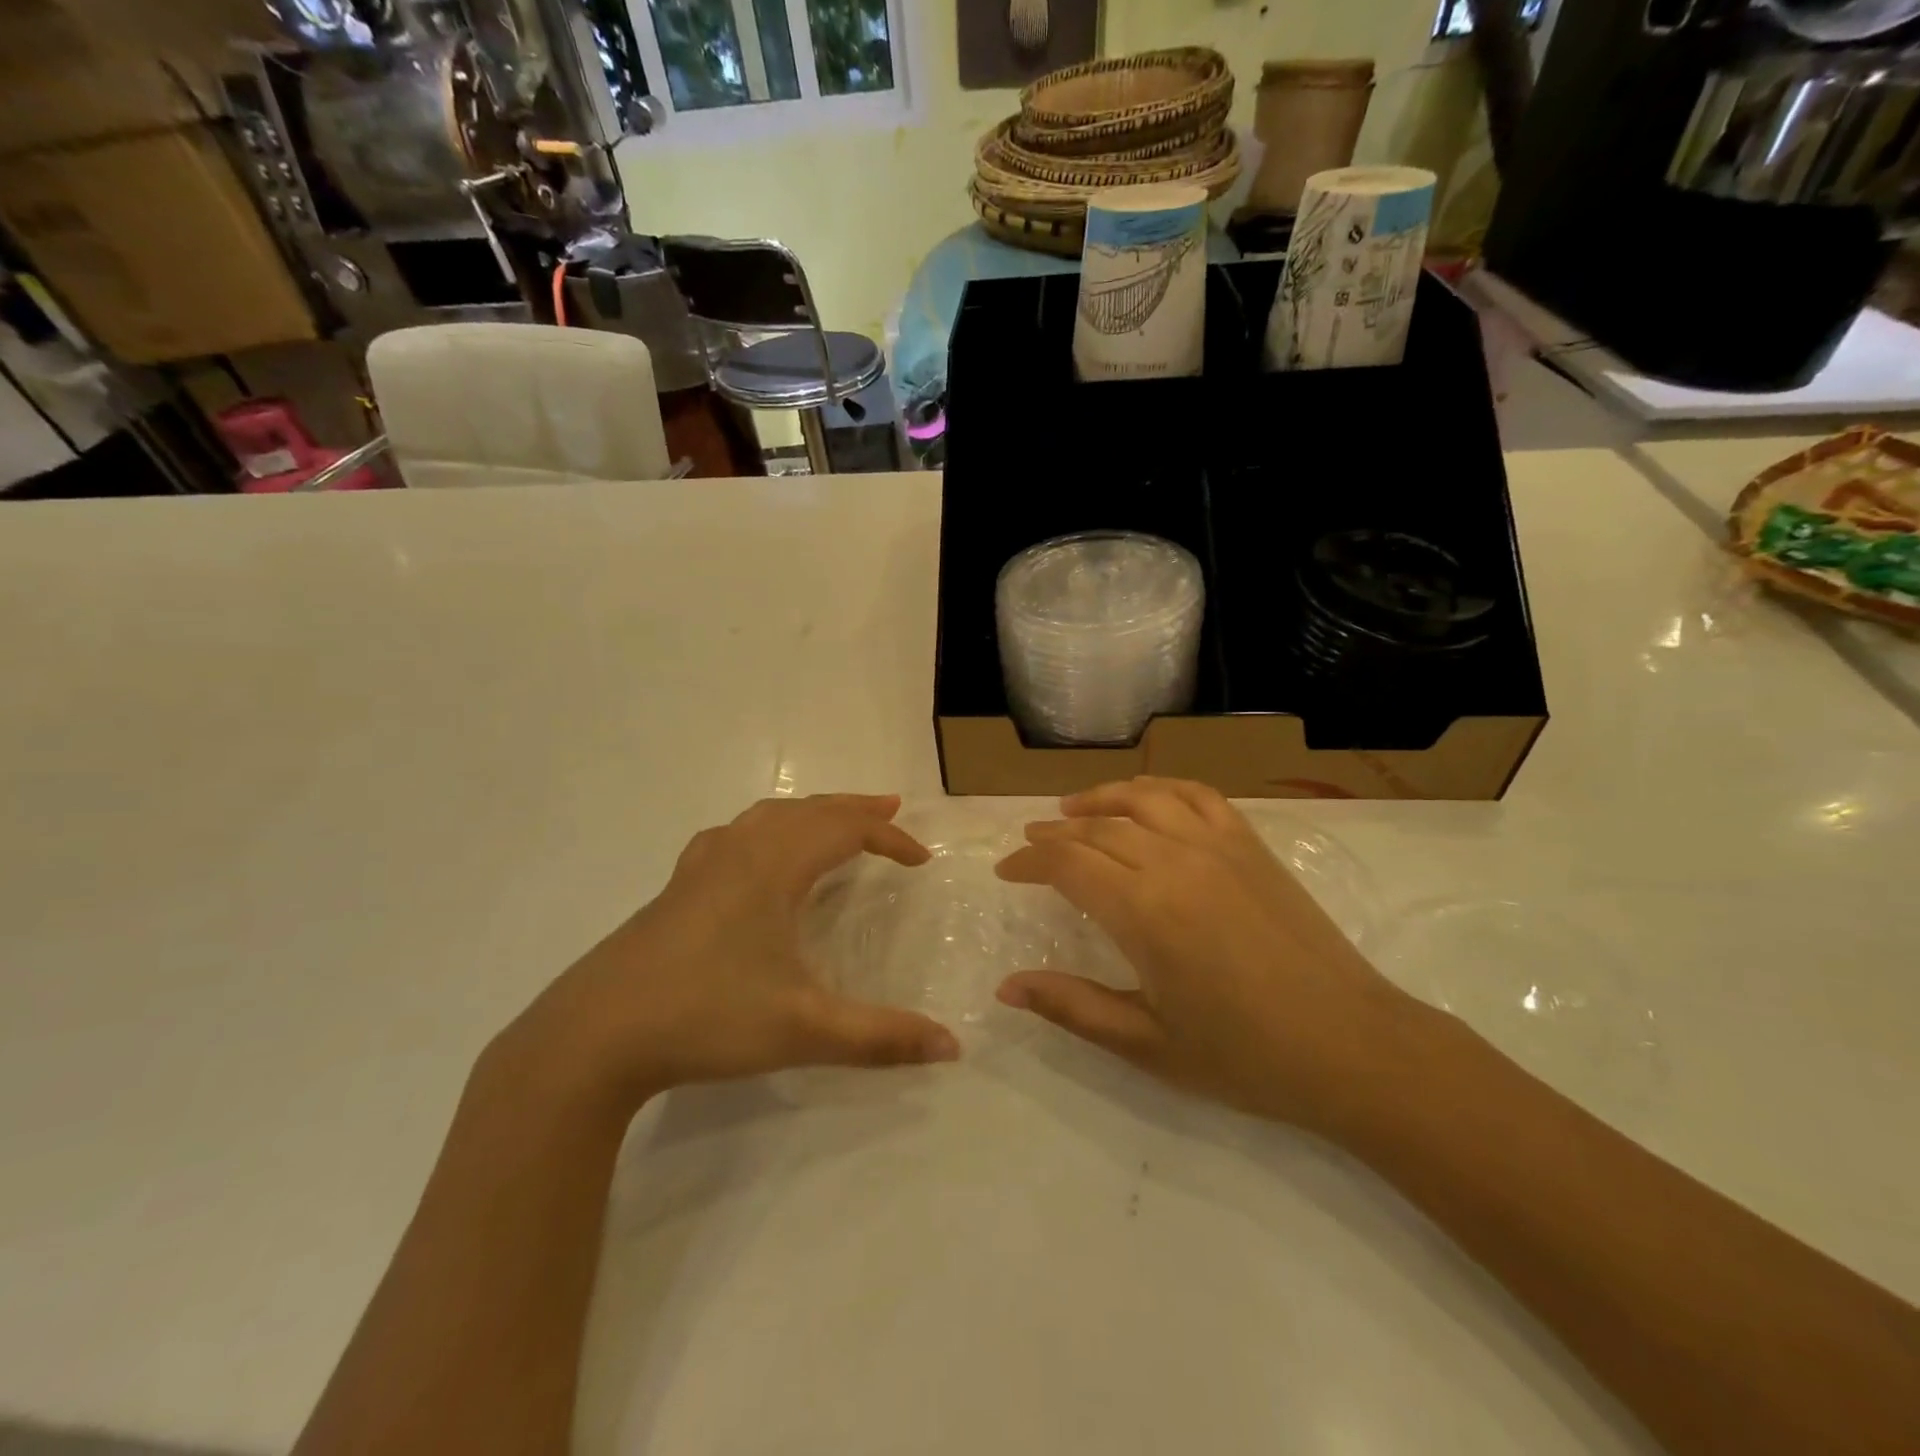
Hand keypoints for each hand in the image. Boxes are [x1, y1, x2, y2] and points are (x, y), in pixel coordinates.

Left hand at [497, 794, 960, 1113]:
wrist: (592, 1037)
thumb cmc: (706, 1017)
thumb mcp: (804, 1030)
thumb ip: (881, 1038)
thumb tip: (950, 1047)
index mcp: (773, 867)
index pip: (845, 830)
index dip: (889, 839)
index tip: (921, 862)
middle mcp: (738, 851)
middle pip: (808, 810)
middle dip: (853, 810)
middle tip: (890, 812)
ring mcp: (700, 867)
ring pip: (767, 817)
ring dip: (810, 813)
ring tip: (834, 823)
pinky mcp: (676, 889)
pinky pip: (735, 836)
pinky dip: (767, 830)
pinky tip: (757, 855)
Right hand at [995, 777, 1424, 1134]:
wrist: (1352, 1047)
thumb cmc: (1245, 1056)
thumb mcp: (1147, 1044)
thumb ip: (1072, 1006)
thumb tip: (1007, 987)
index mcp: (1144, 911)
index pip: (1067, 864)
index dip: (1029, 862)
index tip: (1005, 870)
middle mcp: (1175, 862)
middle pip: (1098, 828)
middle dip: (1054, 833)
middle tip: (1030, 843)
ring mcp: (1218, 846)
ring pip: (1143, 798)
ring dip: (1100, 798)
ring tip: (1072, 809)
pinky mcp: (1251, 845)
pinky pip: (1197, 795)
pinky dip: (1160, 787)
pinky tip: (1145, 798)